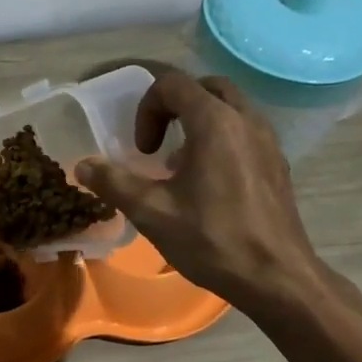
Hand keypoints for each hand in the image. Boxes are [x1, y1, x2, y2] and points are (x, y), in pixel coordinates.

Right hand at [77, 70, 319, 312]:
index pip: (173, 84)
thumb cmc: (212, 240)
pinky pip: (245, 131)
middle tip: (158, 142)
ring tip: (180, 164)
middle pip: (206, 87)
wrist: (276, 277)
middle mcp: (246, 120)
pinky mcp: (278, 163)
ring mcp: (268, 140)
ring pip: (230, 107)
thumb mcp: (152, 212)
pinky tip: (208, 183)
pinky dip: (221, 139)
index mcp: (215, 122)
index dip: (147, 109)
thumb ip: (114, 182)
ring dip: (199, 121)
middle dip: (174, 106)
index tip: (143, 150)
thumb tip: (83, 165)